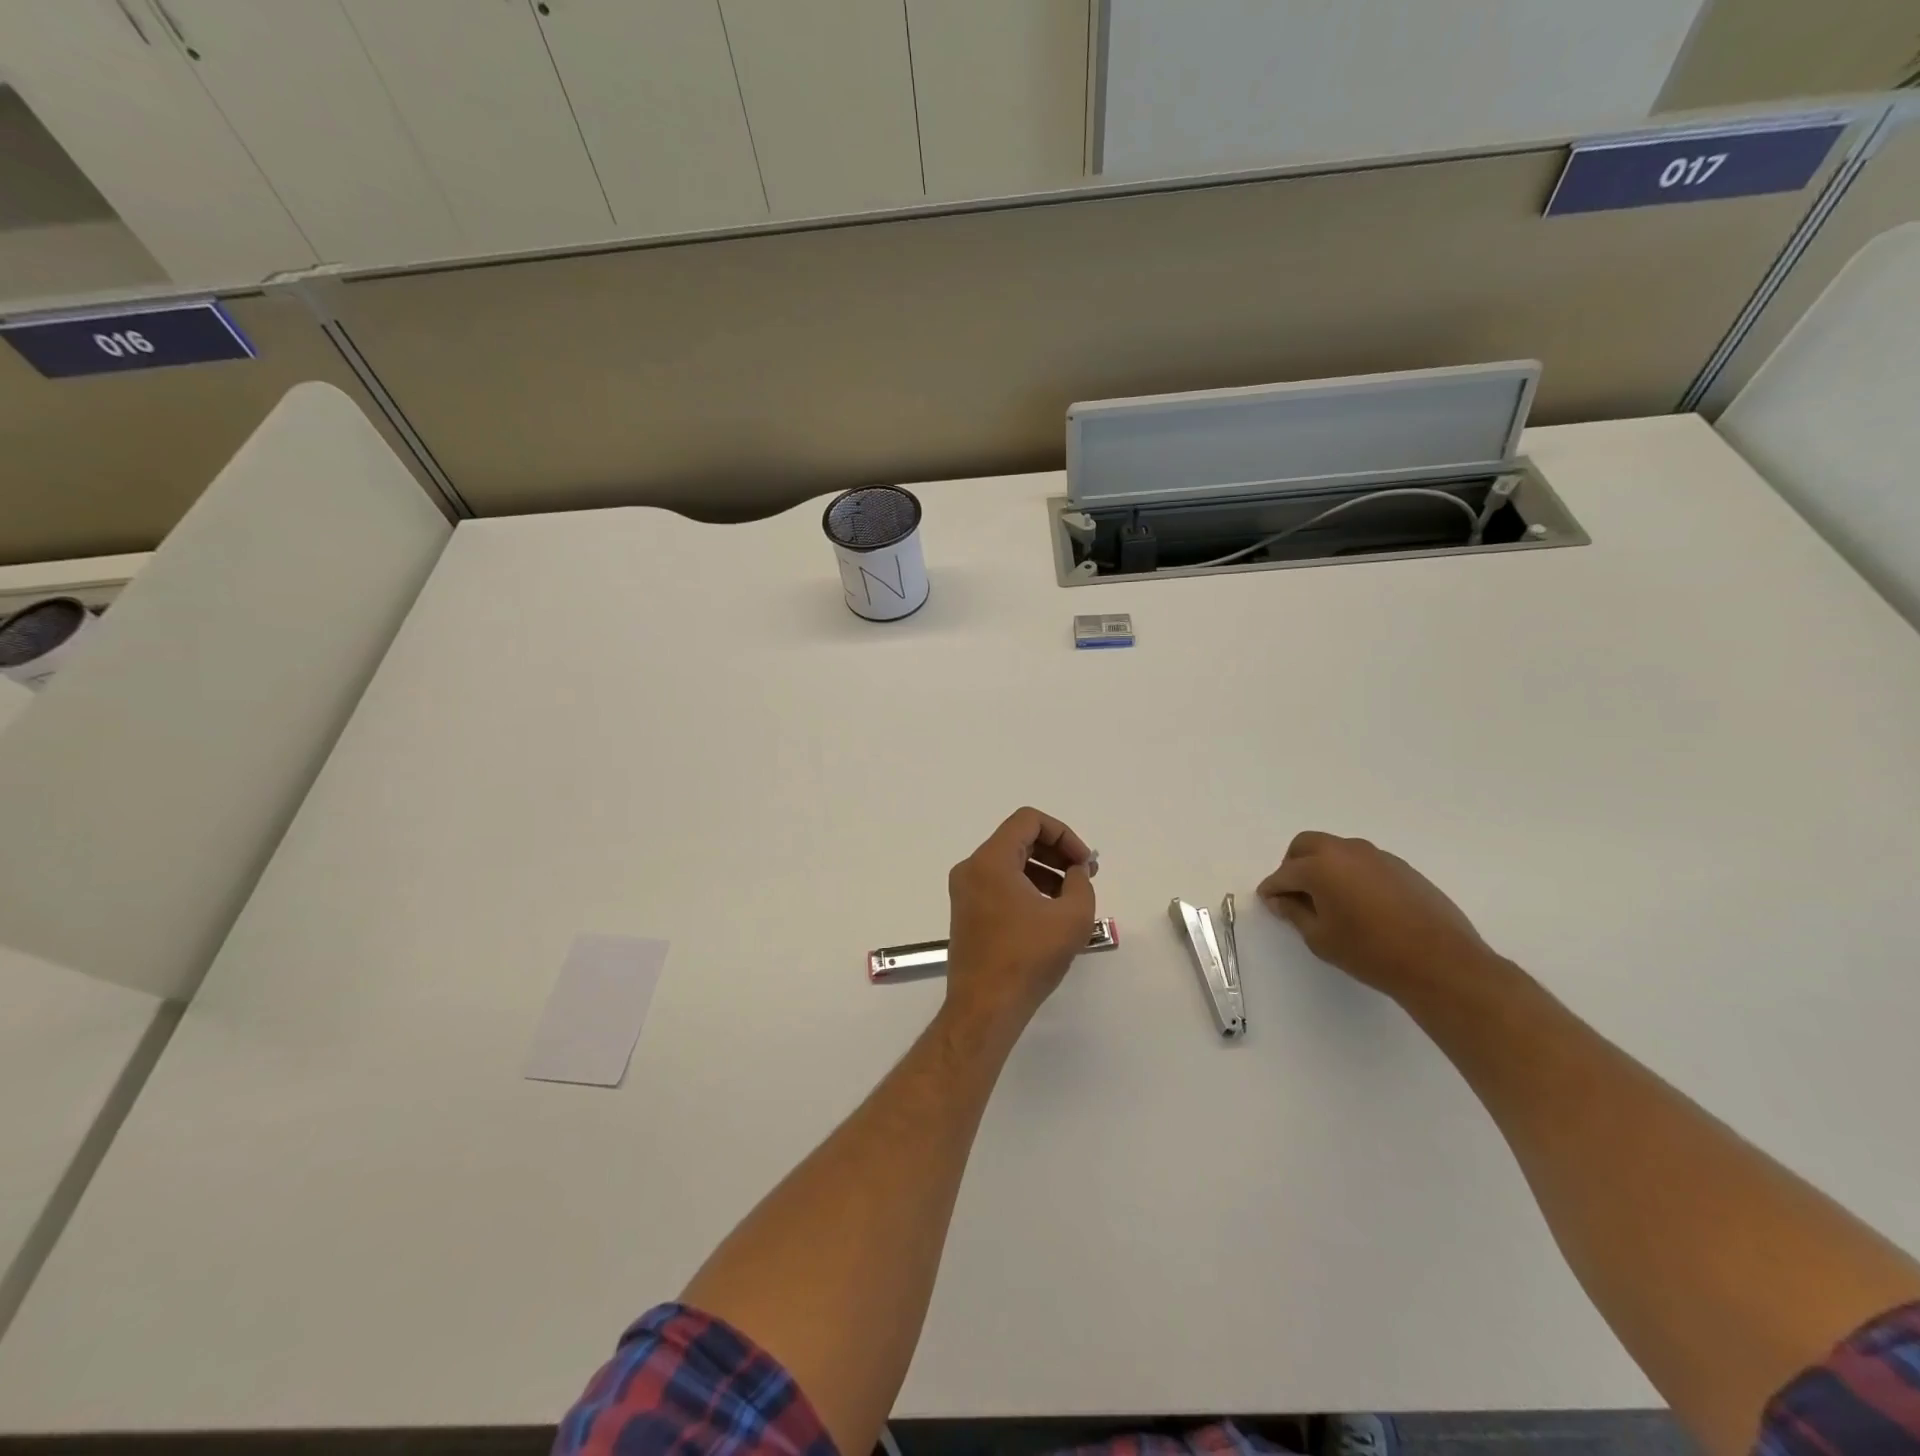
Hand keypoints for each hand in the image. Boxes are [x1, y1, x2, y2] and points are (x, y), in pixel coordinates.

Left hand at [944, 807, 1096, 1035]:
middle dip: (1056, 852)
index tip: (1084, 863)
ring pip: (1009, 863)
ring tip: (1070, 898)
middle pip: (1018, 839)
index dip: (1063, 834)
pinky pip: (1000, 885)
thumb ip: (1081, 883)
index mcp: (991, 860)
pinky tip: (1049, 914)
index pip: (1029, 820)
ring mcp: (965, 892)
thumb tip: (1076, 873)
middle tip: (1085, 875)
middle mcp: (971, 868)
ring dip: (1044, 871)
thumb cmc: (1028, 958)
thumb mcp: (1072, 917)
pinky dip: (1026, 888)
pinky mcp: (966, 913)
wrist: (985, 1008)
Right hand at [1257, 831, 1493, 1001]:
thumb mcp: (1320, 938)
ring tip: (1328, 900)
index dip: (1272, 889)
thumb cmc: (1370, 952)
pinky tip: (1360, 903)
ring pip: (1336, 851)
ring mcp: (1376, 856)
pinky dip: (1350, 874)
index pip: (1284, 874)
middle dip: (1294, 866)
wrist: (1440, 962)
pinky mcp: (1401, 867)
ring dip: (1323, 867)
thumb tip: (1282, 900)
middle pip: (1306, 846)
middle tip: (1295, 894)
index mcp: (1319, 866)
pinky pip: (1363, 862)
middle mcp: (1345, 851)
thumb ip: (1295, 913)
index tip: (1269, 902)